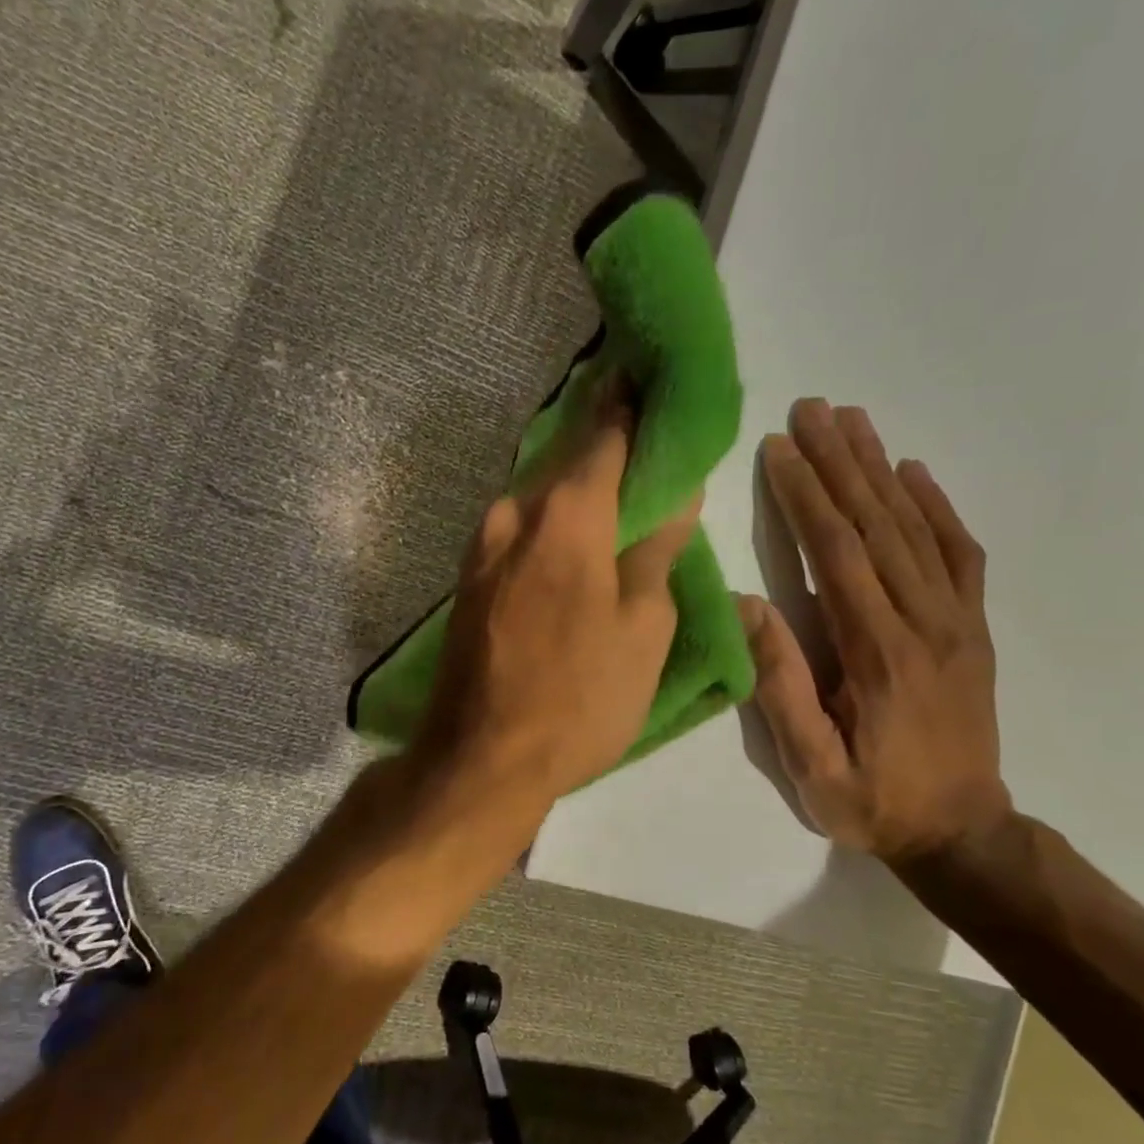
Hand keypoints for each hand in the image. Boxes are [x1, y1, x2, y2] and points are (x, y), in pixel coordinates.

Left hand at [416, 395, 700, 806]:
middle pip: (569, 457)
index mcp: (566, 515)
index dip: (636, 405)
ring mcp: (482, 545)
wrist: (480, 760)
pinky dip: (553, 519)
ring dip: (578, 484)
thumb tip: (674, 493)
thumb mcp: (643, 629)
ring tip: (621, 489)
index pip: (608, 432)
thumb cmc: (578, 699)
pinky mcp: (469, 577)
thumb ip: (657, 550)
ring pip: (541, 493)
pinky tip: (578, 535)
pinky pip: (521, 528)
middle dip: (610, 441)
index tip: (659, 383)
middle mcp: (514, 512)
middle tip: (650, 438)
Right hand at [739, 399, 1009, 865]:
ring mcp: (957, 621)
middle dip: (840, 461)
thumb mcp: (812, 764)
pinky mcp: (974, 628)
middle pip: (878, 524)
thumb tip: (748, 604)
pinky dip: (937, 507)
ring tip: (853, 420)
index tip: (779, 446)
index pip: (837, 554)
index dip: (806, 495)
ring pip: (916, 528)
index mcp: (878, 653)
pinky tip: (914, 472)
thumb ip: (782, 684)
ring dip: (881, 468)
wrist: (964, 832)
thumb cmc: (874, 802)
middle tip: (813, 408)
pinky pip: (959, 554)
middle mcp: (924, 622)